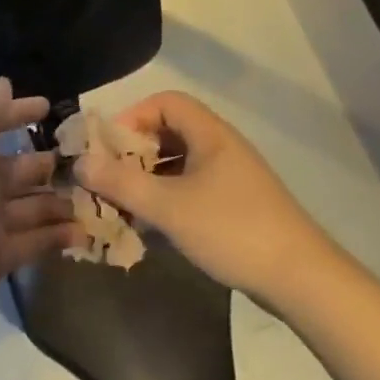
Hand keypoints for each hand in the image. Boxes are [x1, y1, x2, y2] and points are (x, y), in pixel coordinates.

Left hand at [0, 77, 77, 355]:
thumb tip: (3, 82)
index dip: (16, 114)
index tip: (50, 107)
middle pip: (14, 169)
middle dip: (46, 163)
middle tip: (87, 160)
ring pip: (28, 206)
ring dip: (57, 201)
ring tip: (93, 197)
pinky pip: (32, 241)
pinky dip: (55, 235)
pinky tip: (84, 231)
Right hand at [74, 90, 330, 303]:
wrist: (299, 277)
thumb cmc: (231, 230)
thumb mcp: (168, 206)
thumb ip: (121, 183)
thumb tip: (80, 163)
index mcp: (210, 134)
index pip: (165, 102)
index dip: (132, 117)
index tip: (108, 148)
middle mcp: (221, 148)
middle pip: (169, 133)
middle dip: (134, 153)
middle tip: (108, 179)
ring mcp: (230, 178)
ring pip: (179, 165)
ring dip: (148, 180)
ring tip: (122, 207)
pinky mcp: (235, 205)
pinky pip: (191, 190)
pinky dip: (167, 201)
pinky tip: (150, 228)